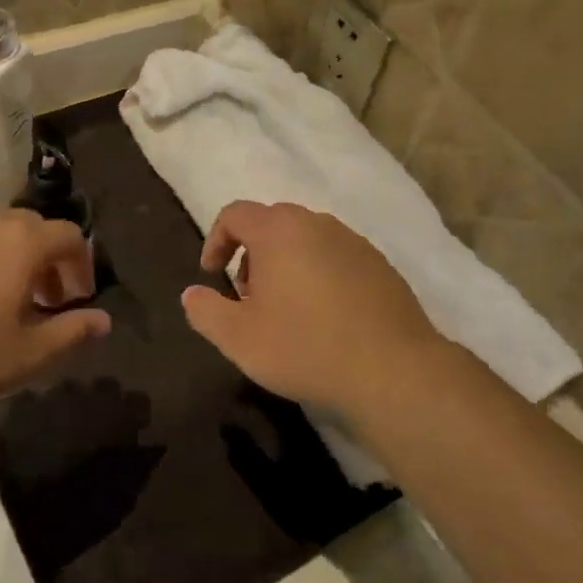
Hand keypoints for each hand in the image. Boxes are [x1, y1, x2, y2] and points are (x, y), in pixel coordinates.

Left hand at [0, 210, 107, 417]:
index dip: (82, 265)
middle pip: (30, 228)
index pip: (69, 236)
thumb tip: (103, 321)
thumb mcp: (27, 357)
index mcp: (20, 243)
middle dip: (46, 261)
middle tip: (42, 301)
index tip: (76, 300)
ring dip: (6, 260)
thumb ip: (72, 334)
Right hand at [181, 202, 445, 419]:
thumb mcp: (239, 338)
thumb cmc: (305, 347)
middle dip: (251, 254)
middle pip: (272, 224)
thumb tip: (191, 294)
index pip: (235, 214)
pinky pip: (337, 258)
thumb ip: (205, 311)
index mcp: (279, 231)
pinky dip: (319, 275)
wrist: (392, 369)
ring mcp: (354, 242)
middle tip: (248, 297)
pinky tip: (324, 318)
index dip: (215, 240)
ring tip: (286, 311)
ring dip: (286, 265)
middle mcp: (318, 224)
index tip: (212, 275)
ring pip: (307, 240)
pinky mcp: (380, 265)